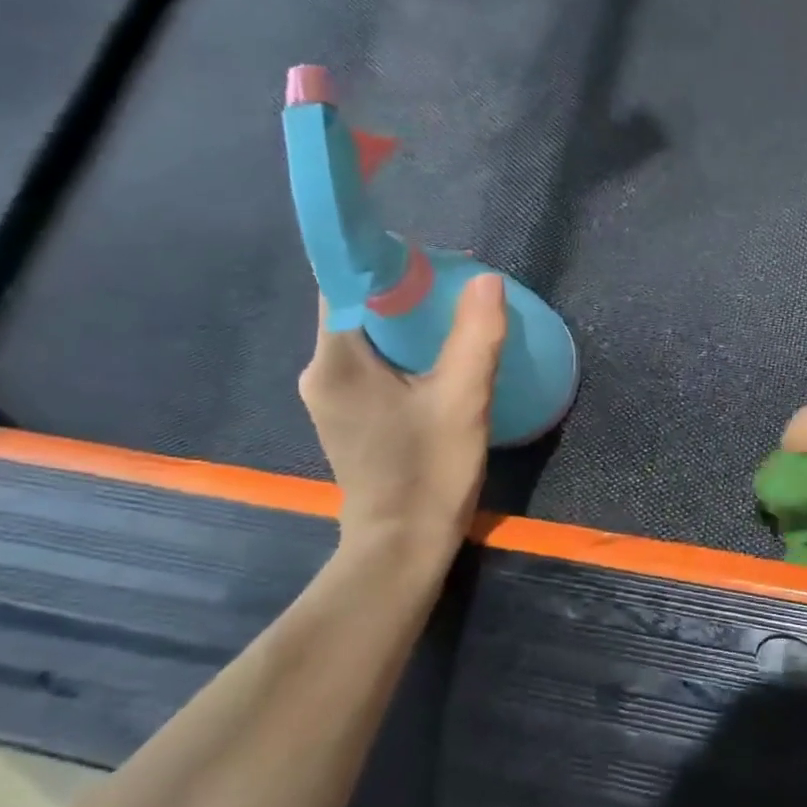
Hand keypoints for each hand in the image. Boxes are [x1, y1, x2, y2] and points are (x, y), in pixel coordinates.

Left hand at [299, 275, 507, 580]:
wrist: (403, 547)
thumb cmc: (430, 471)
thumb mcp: (463, 399)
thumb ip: (475, 335)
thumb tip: (486, 279)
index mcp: (336, 360)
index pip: (346, 284)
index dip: (385, 262)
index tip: (432, 259)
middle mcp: (320, 371)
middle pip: (357, 307)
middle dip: (404, 290)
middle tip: (456, 286)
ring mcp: (330, 396)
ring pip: (367, 335)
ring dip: (406, 320)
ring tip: (455, 315)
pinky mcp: (347, 414)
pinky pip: (372, 360)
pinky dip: (403, 348)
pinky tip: (440, 356)